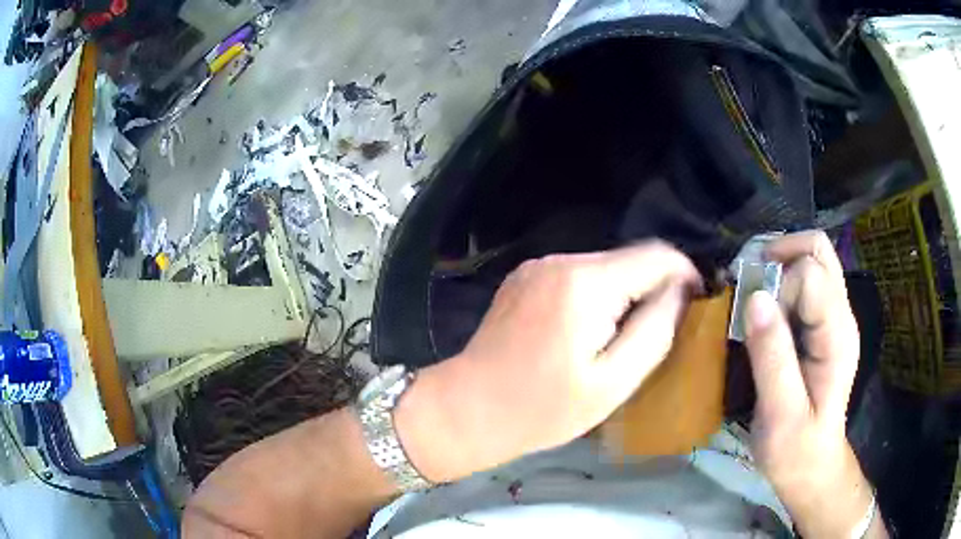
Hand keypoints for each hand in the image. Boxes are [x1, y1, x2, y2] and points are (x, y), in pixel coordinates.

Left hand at [395, 242, 701, 481]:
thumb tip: (680, 290)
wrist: (468, 408)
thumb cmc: (542, 408)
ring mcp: (537, 266)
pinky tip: (588, 330)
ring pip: (605, 267)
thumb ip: (655, 329)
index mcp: (585, 283)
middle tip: (660, 330)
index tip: (696, 303)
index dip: (684, 274)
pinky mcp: (525, 278)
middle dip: (654, 287)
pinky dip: (597, 295)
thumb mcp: (613, 382)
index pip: (656, 255)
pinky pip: (577, 276)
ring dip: (625, 293)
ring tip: (624, 336)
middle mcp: (560, 261)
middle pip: (629, 259)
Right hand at [745, 231, 883, 536]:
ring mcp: (833, 318)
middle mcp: (841, 315)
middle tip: (749, 287)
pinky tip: (763, 313)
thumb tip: (755, 298)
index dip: (779, 288)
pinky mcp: (822, 326)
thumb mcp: (780, 414)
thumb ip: (772, 357)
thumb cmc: (796, 450)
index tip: (756, 323)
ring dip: (778, 267)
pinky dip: (780, 282)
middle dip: (779, 256)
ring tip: (753, 299)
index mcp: (837, 335)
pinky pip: (805, 281)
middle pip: (818, 249)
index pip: (811, 273)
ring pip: (812, 259)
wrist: (813, 467)